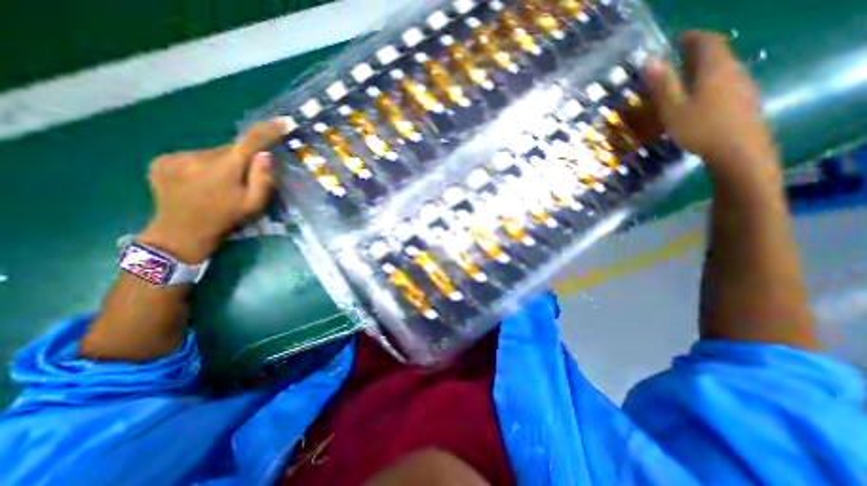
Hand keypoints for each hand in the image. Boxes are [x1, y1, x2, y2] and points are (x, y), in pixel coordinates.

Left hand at [138, 120, 283, 262]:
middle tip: (244, 177)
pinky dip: (203, 164)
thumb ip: (263, 179)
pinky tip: (201, 181)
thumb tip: (265, 154)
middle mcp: (199, 157)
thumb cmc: (225, 219)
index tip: (282, 122)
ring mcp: (176, 157)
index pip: (250, 141)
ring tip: (220, 183)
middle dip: (242, 158)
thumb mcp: (254, 204)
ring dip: (222, 162)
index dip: (267, 131)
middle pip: (230, 149)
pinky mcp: (162, 161)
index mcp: (225, 169)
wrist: (180, 232)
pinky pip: (194, 156)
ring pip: (212, 153)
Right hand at [639, 31, 782, 188]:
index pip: (707, 41)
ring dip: (700, 70)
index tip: (674, 40)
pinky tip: (696, 99)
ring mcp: (741, 86)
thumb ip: (662, 84)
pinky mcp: (743, 101)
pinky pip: (724, 83)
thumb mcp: (672, 108)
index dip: (691, 37)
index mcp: (715, 69)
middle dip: (694, 53)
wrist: (738, 150)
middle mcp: (733, 71)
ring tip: (680, 82)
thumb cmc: (699, 128)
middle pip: (716, 53)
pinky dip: (707, 83)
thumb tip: (649, 60)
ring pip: (720, 69)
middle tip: (673, 62)